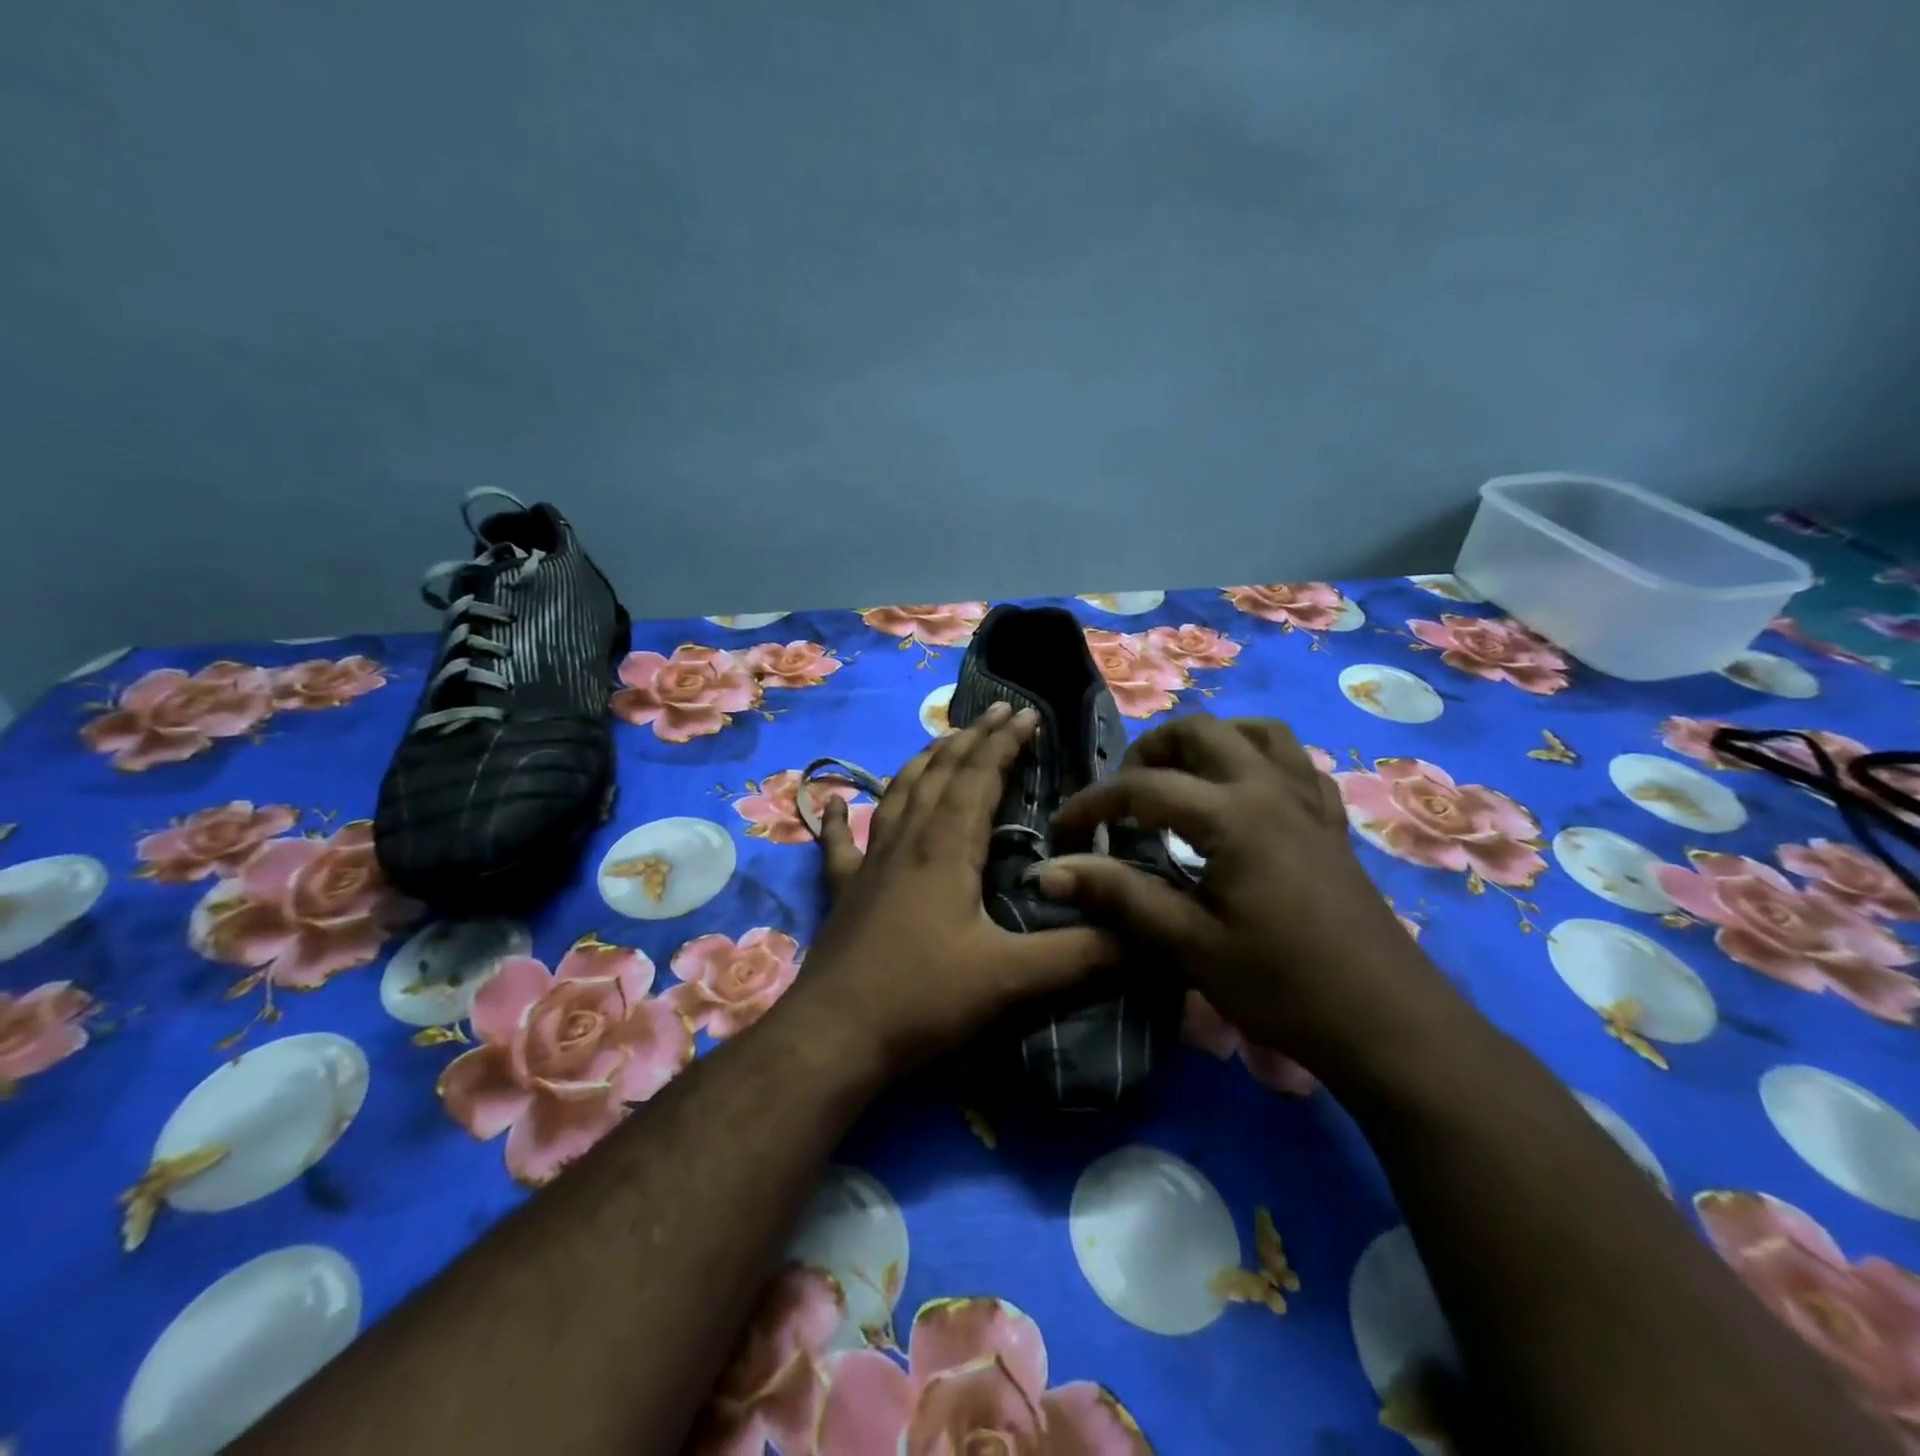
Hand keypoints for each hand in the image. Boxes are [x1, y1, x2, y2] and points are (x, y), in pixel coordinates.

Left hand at [793, 702, 1119, 1077]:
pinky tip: (832, 801)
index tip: (1028, 715)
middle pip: (940, 773)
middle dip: (972, 738)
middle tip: (997, 711)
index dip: (1005, 743)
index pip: (980, 777)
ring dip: (923, 762)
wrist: (835, 1035)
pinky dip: (838, 818)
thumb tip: (1146, 938)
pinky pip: (840, 843)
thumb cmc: (923, 998)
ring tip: (943, 740)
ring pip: (897, 794)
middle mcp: (906, 841)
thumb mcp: (1010, 978)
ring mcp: (869, 863)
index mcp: (946, 848)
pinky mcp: (843, 891)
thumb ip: (1080, 955)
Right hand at [1036, 714, 1467, 1076]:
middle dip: (1150, 751)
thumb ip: (1119, 897)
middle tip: (1123, 797)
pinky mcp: (1331, 823)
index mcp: (1232, 815)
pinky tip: (1244, 796)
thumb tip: (1048, 872)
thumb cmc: (1283, 986)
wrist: (1388, 1024)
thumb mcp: (1189, 945)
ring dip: (1209, 743)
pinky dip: (1259, 761)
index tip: (1063, 831)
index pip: (1143, 787)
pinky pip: (1296, 764)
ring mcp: (1308, 802)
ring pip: (1256, 732)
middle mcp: (1270, 789)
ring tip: (1180, 780)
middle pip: (1201, 731)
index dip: (1093, 805)